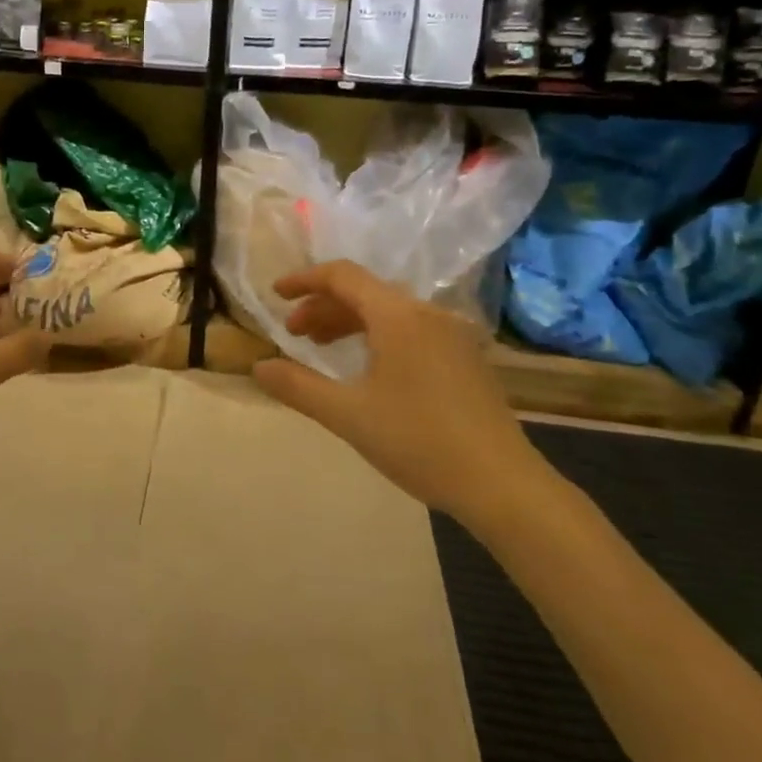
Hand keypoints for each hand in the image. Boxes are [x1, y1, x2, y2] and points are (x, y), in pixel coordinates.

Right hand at [251, 261, 548, 526]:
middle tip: (293, 333)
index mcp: (399, 316)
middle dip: (323, 306)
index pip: (343, 276)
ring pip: (389, 311)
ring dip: (349, 321)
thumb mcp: (348, 415)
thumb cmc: (419, 441)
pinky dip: (378, 335)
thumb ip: (298, 387)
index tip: (276, 294)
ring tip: (321, 348)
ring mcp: (453, 335)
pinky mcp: (466, 358)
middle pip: (365, 292)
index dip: (305, 280)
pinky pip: (411, 329)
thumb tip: (258, 367)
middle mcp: (428, 313)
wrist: (502, 484)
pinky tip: (368, 367)